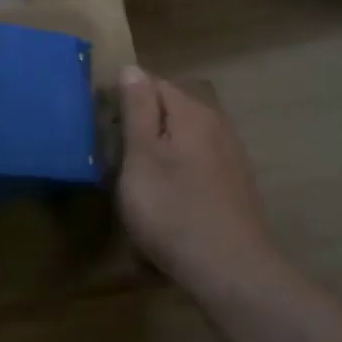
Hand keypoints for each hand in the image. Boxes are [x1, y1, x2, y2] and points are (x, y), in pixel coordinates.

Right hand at [117, 68, 282, 298]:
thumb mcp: (142, 157)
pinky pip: (199, 164)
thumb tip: (132, 68)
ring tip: (140, 182)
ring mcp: (231, 155)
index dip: (124, 99)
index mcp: (192, 112)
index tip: (105, 127)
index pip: (152, 83)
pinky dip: (181, 173)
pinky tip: (171, 201)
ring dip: (161, 151)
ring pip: (185, 138)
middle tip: (118, 158)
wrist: (232, 272)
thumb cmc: (174, 211)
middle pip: (171, 110)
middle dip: (143, 126)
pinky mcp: (236, 184)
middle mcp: (216, 123)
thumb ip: (137, 110)